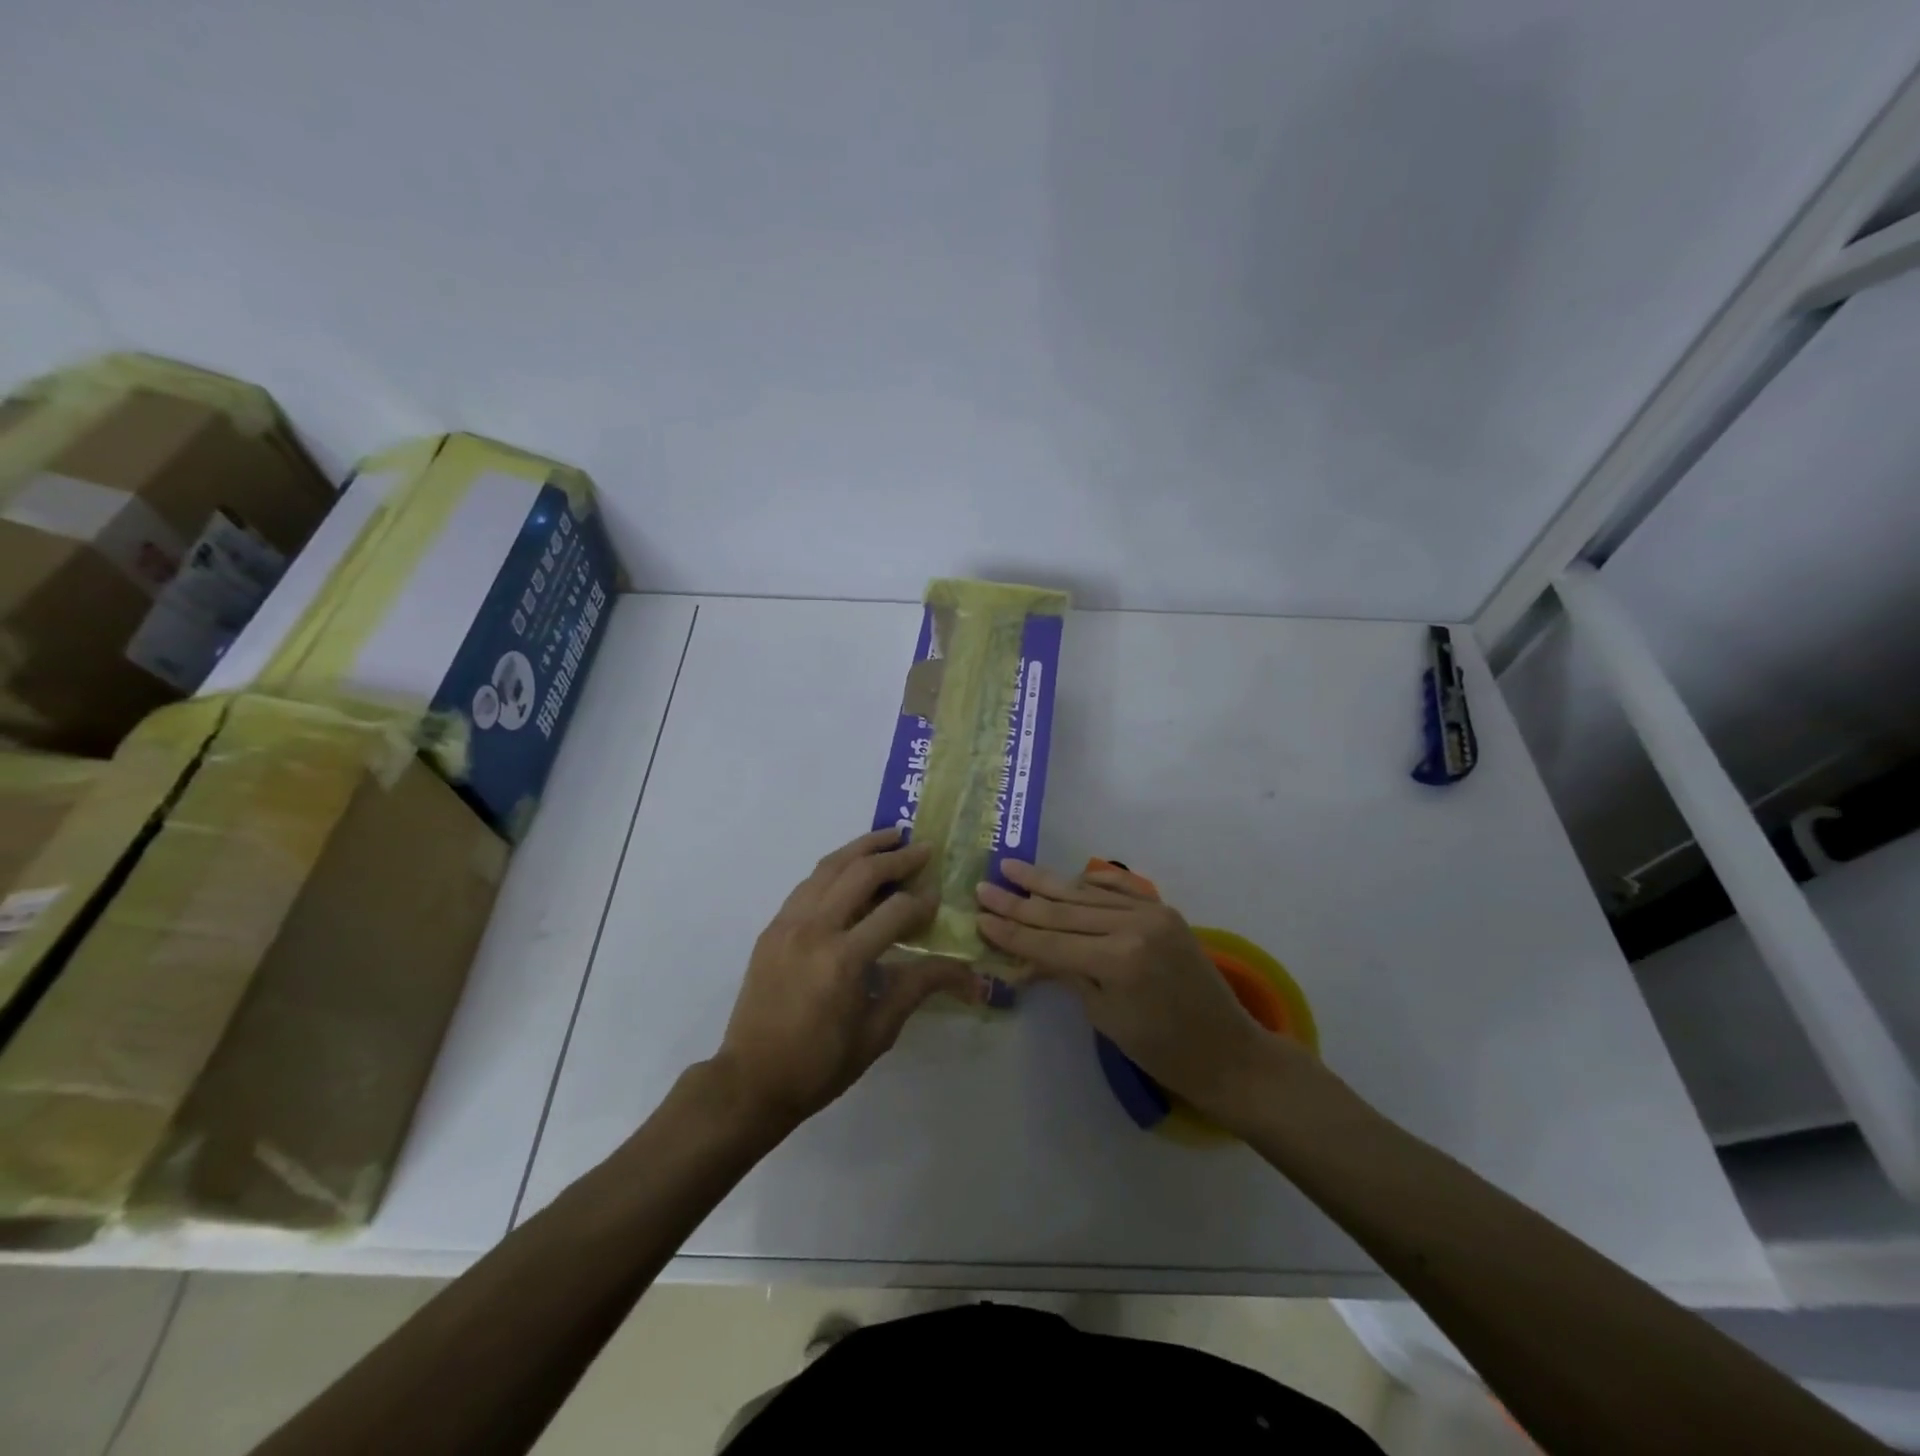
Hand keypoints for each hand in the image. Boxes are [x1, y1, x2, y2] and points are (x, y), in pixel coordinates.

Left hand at [714, 827, 974, 1129]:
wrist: (750, 1081)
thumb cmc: (819, 1065)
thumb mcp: (878, 1032)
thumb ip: (917, 987)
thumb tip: (964, 971)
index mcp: (843, 960)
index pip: (895, 911)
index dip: (922, 901)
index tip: (939, 897)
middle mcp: (814, 929)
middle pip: (860, 873)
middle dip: (897, 857)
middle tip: (923, 848)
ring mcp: (787, 924)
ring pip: (828, 867)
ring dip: (862, 848)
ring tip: (891, 837)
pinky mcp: (772, 928)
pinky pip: (808, 884)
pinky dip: (834, 867)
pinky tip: (851, 868)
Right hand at [976, 860, 1276, 1120]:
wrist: (1227, 1050)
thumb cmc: (1161, 1050)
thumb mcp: (1104, 1017)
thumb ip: (1066, 973)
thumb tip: (1027, 953)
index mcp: (1117, 960)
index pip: (1049, 941)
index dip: (1011, 930)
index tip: (979, 915)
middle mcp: (1133, 926)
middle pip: (1063, 911)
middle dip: (1020, 901)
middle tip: (985, 886)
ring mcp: (1152, 912)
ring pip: (1086, 894)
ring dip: (1047, 883)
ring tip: (1013, 868)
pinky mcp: (1164, 910)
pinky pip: (1120, 888)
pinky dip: (1092, 881)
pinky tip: (1069, 876)